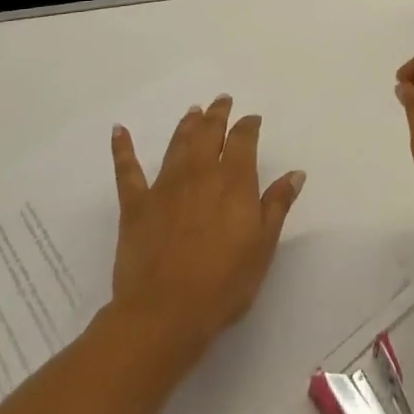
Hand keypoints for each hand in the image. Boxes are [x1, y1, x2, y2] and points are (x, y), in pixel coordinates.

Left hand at [108, 95, 305, 364]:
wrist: (165, 312)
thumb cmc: (224, 283)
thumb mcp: (263, 246)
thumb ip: (277, 205)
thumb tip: (295, 173)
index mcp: (234, 181)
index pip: (243, 140)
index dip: (248, 126)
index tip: (252, 119)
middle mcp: (200, 173)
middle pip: (209, 133)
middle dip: (217, 115)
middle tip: (221, 100)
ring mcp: (165, 186)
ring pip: (177, 144)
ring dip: (186, 125)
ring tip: (193, 111)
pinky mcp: (136, 205)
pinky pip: (127, 170)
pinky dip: (122, 148)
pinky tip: (118, 130)